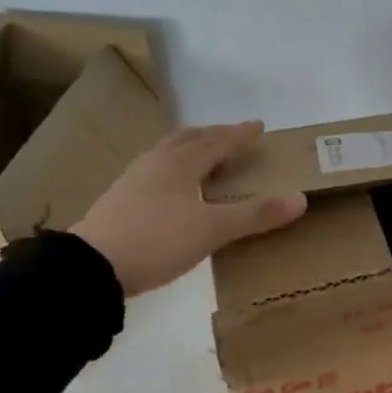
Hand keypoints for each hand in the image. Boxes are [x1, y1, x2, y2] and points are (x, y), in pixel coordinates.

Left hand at [70, 121, 306, 296]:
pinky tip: (172, 187)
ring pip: (168, 153)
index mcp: (181, 163)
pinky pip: (155, 171)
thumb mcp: (213, 229)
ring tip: (203, 156)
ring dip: (190, 148)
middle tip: (232, 136)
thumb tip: (299, 199)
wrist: (92, 266)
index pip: (218, 141)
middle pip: (188, 139)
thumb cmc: (158, 240)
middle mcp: (156, 163)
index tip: (259, 126)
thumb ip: (255, 214)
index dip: (240, 134)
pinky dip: (173, 168)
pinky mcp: (120, 199)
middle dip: (213, 135)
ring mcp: (134, 180)